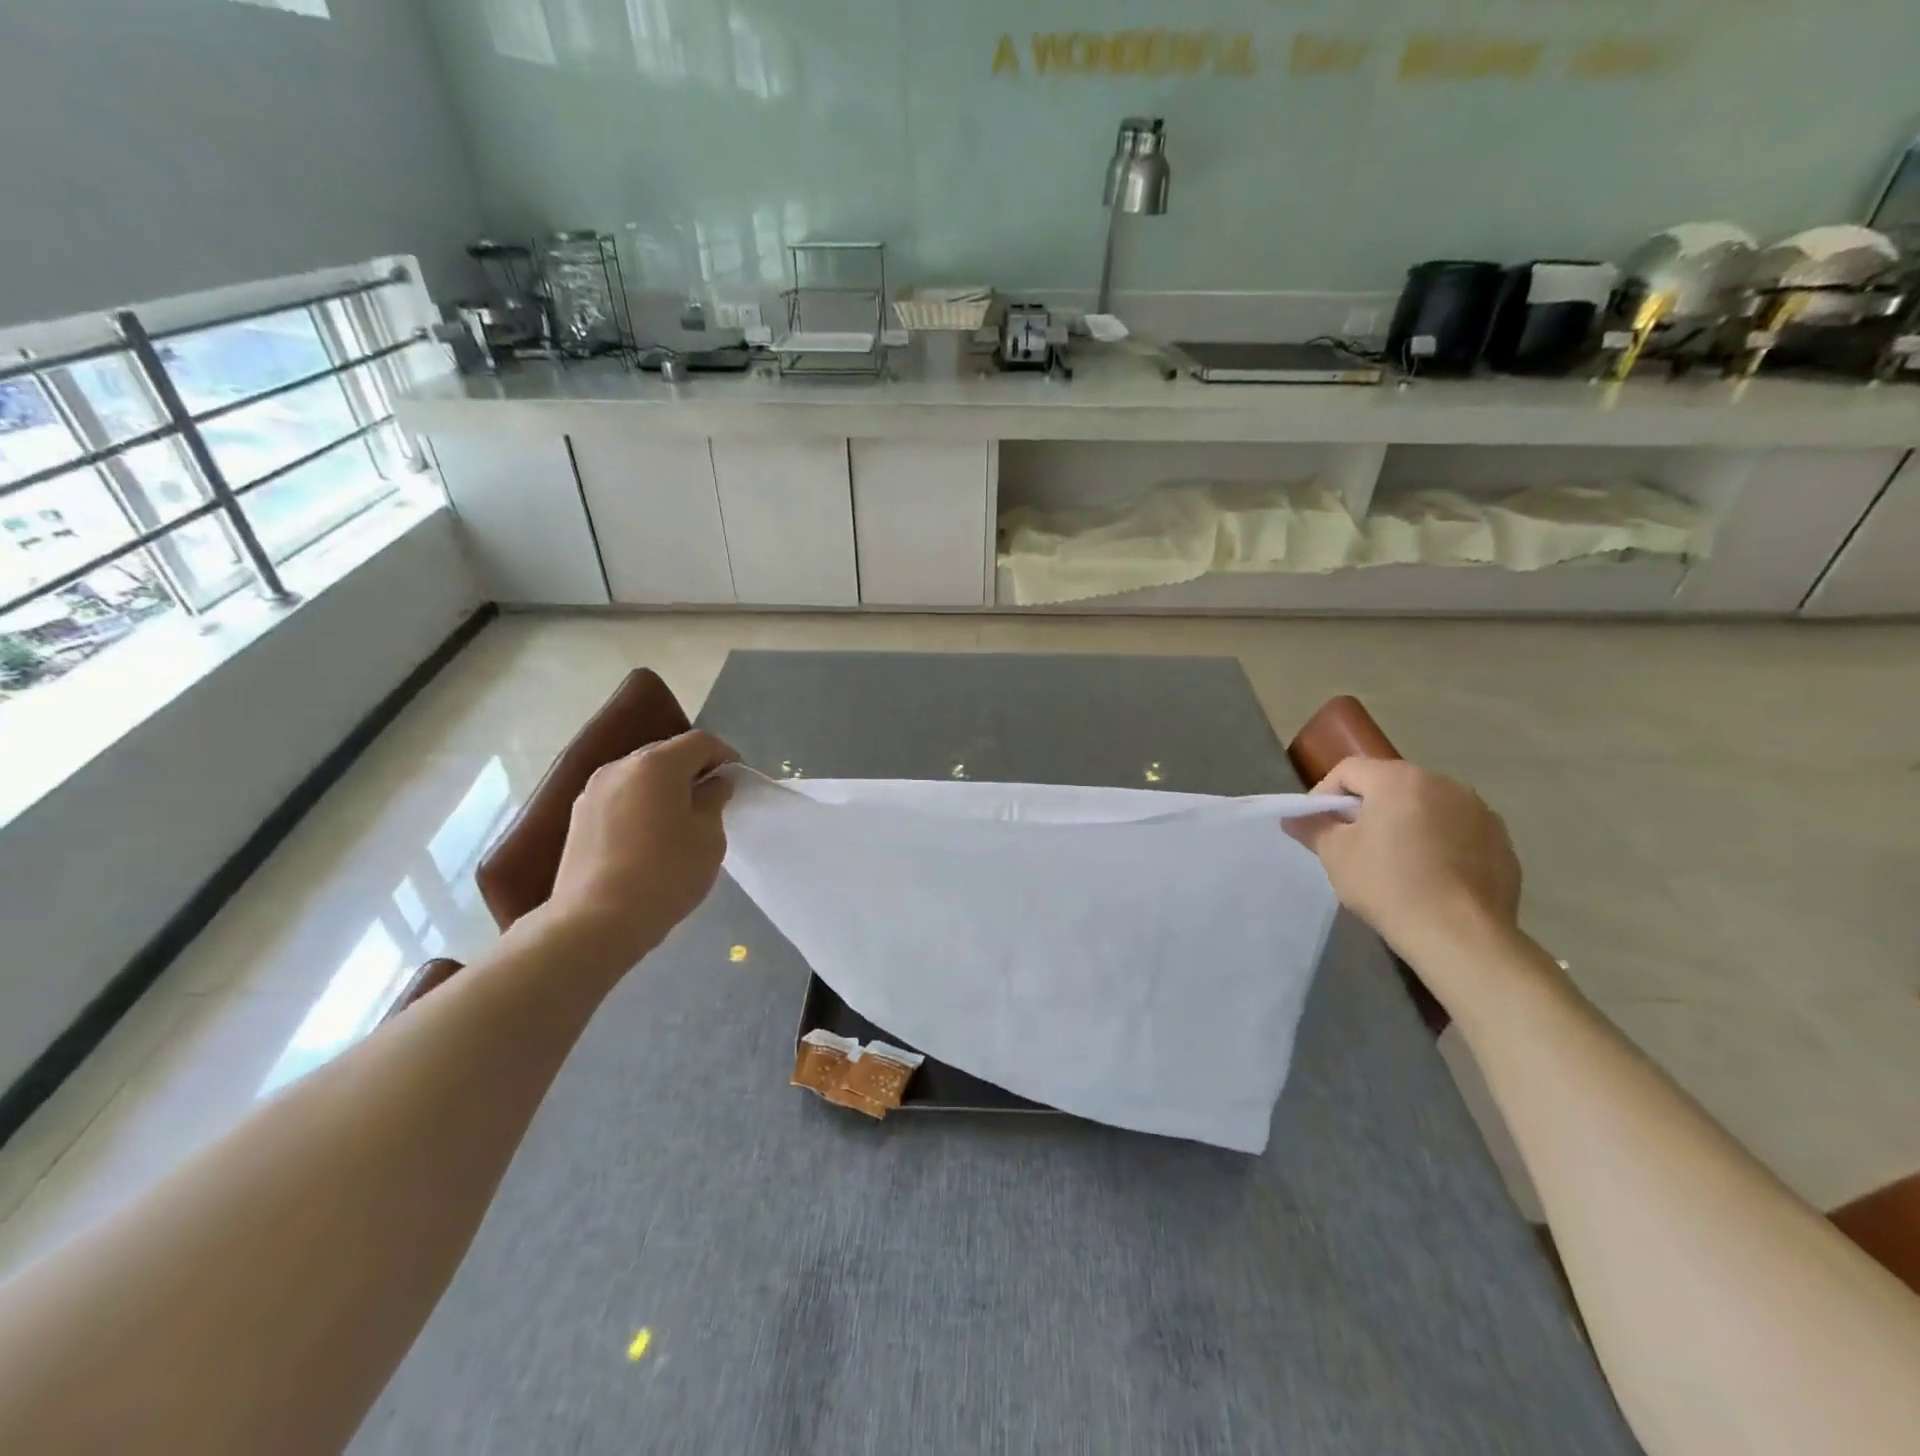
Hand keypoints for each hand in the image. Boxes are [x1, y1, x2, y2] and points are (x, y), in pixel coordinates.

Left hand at [546, 730, 739, 965]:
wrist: (595, 922)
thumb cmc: (665, 874)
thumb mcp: (708, 837)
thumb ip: (714, 800)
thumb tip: (713, 784)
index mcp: (656, 764)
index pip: (699, 742)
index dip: (725, 755)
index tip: (737, 781)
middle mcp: (620, 767)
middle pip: (666, 754)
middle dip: (693, 769)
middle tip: (712, 799)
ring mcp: (593, 791)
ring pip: (640, 775)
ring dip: (665, 787)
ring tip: (680, 820)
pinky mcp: (579, 817)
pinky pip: (620, 797)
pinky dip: (641, 804)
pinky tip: (650, 836)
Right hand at [1286, 757, 1520, 960]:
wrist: (1460, 935)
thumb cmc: (1388, 885)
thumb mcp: (1336, 855)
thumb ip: (1313, 827)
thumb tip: (1292, 817)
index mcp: (1400, 779)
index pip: (1349, 770)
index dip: (1325, 793)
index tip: (1317, 825)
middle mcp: (1444, 783)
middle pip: (1390, 783)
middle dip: (1366, 807)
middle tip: (1351, 842)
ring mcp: (1479, 811)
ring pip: (1427, 806)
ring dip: (1405, 822)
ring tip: (1394, 859)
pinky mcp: (1502, 842)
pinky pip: (1457, 830)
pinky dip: (1439, 842)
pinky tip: (1430, 874)